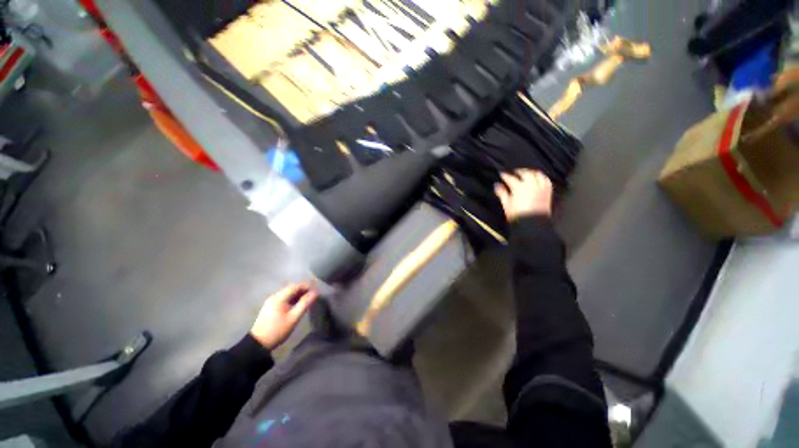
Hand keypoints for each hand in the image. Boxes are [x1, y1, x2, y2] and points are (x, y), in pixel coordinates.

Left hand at [250, 283, 317, 349]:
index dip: (305, 286)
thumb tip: (314, 294)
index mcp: (279, 297)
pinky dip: (291, 300)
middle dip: (302, 290)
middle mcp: (274, 296)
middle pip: (289, 289)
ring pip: (286, 294)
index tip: (316, 289)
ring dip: (296, 295)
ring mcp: (270, 301)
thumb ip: (304, 305)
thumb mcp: (293, 318)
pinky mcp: (269, 307)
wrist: (261, 340)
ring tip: (307, 301)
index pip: (294, 286)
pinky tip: (296, 306)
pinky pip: (282, 299)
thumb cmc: (279, 330)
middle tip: (313, 296)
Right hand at [494, 169, 553, 221]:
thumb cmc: (520, 218)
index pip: (510, 178)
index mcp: (519, 188)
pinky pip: (546, 181)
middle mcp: (530, 186)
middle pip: (524, 173)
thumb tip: (497, 186)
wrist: (533, 227)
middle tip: (515, 172)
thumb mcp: (507, 206)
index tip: (502, 175)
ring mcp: (540, 188)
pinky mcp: (547, 193)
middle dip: (519, 171)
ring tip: (528, 173)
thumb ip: (502, 194)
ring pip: (536, 174)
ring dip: (531, 172)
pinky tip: (539, 178)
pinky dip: (543, 178)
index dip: (505, 175)